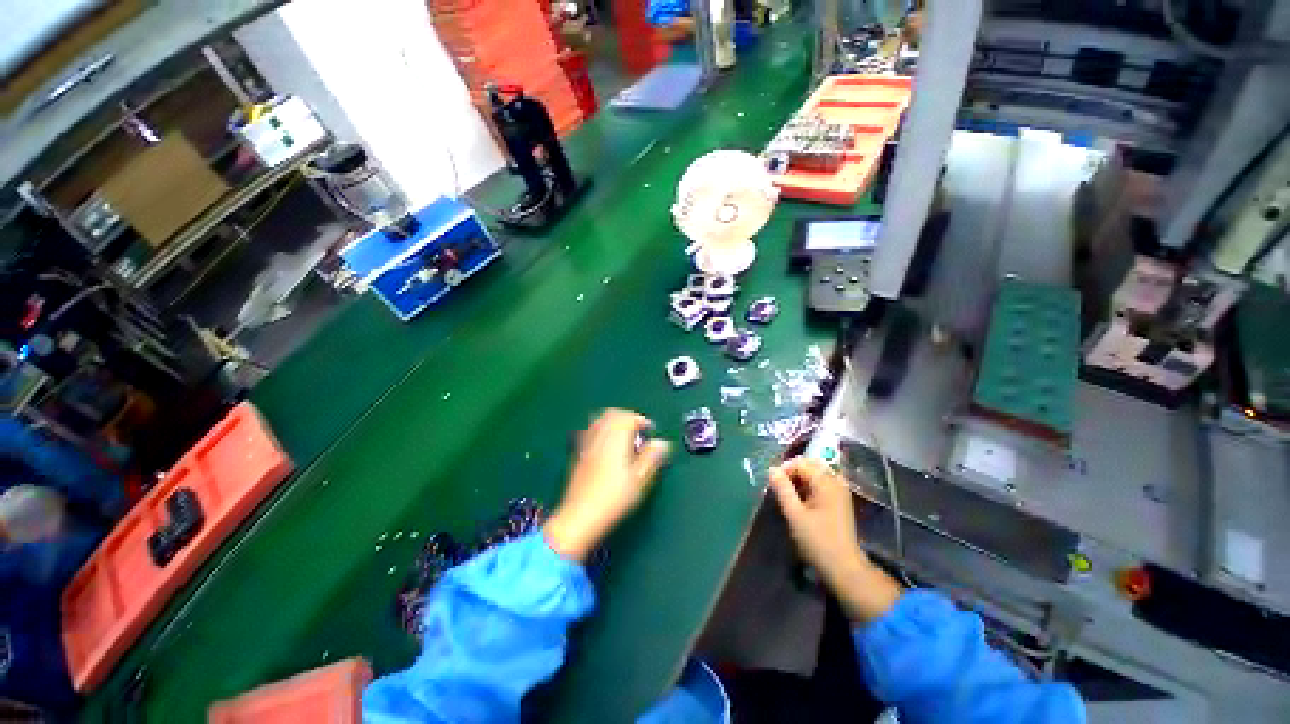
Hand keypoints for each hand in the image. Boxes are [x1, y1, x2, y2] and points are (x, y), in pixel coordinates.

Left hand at [544, 409, 670, 561]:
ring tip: (624, 437)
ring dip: (613, 422)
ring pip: (599, 421)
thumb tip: (662, 443)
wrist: (579, 516)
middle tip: (638, 431)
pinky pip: (590, 431)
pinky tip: (607, 446)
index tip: (650, 430)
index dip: (641, 420)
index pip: (628, 417)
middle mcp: (599, 436)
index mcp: (615, 439)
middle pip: (612, 414)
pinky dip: (601, 431)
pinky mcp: (578, 454)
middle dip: (627, 418)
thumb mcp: (639, 479)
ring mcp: (586, 444)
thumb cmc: (613, 498)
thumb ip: (651, 457)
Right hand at [769, 457, 901, 622]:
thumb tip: (772, 470)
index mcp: (826, 482)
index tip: (773, 484)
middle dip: (792, 471)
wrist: (844, 568)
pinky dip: (808, 487)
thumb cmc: (817, 541)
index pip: (801, 463)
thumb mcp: (795, 514)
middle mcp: (835, 482)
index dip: (784, 469)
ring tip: (787, 494)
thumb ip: (783, 489)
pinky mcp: (839, 501)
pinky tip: (800, 500)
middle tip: (779, 487)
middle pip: (810, 465)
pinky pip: (821, 484)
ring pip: (815, 474)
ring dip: (799, 479)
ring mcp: (839, 491)